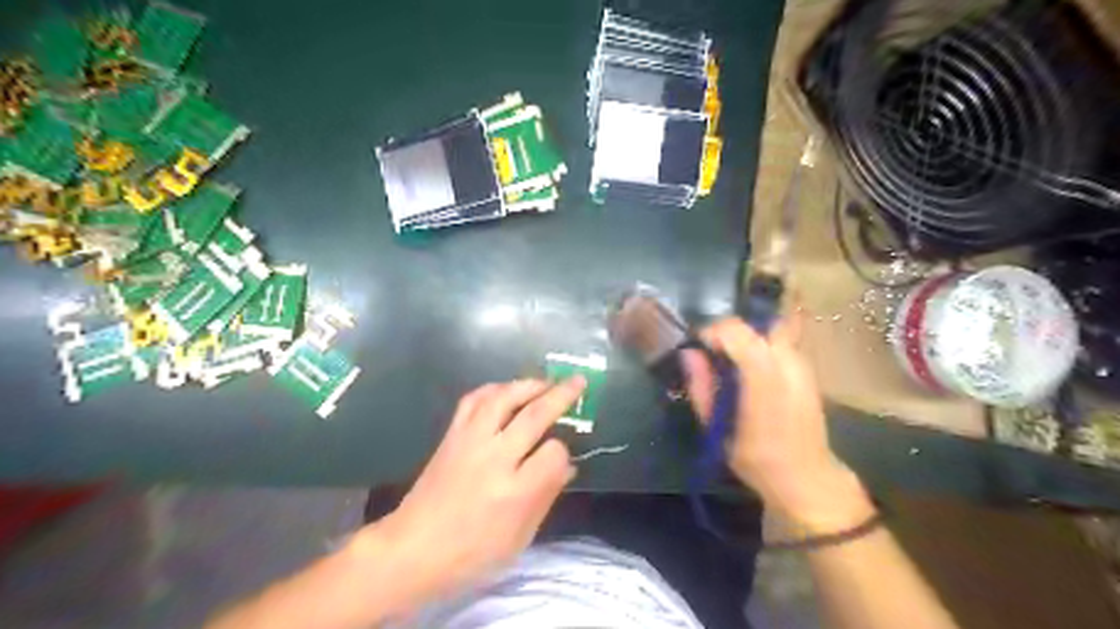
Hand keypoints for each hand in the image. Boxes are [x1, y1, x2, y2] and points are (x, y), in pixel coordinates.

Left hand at [355, 376, 586, 616]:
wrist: (412, 549)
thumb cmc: (471, 554)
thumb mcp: (519, 538)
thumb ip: (545, 497)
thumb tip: (568, 466)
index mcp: (515, 491)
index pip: (554, 453)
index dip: (563, 452)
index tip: (563, 459)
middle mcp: (494, 458)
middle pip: (534, 415)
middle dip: (561, 395)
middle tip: (578, 381)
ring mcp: (470, 441)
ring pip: (503, 398)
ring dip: (528, 384)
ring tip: (546, 382)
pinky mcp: (451, 435)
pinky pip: (473, 400)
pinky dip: (494, 389)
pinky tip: (506, 390)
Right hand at [683, 316, 872, 532]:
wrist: (807, 477)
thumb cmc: (756, 458)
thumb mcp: (716, 428)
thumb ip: (701, 387)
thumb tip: (688, 353)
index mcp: (763, 378)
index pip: (735, 331)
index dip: (712, 333)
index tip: (699, 351)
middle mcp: (787, 362)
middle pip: (754, 326)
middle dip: (729, 334)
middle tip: (714, 357)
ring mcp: (802, 363)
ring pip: (769, 331)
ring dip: (746, 341)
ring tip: (732, 366)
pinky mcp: (808, 369)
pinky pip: (780, 344)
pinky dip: (761, 348)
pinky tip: (752, 374)